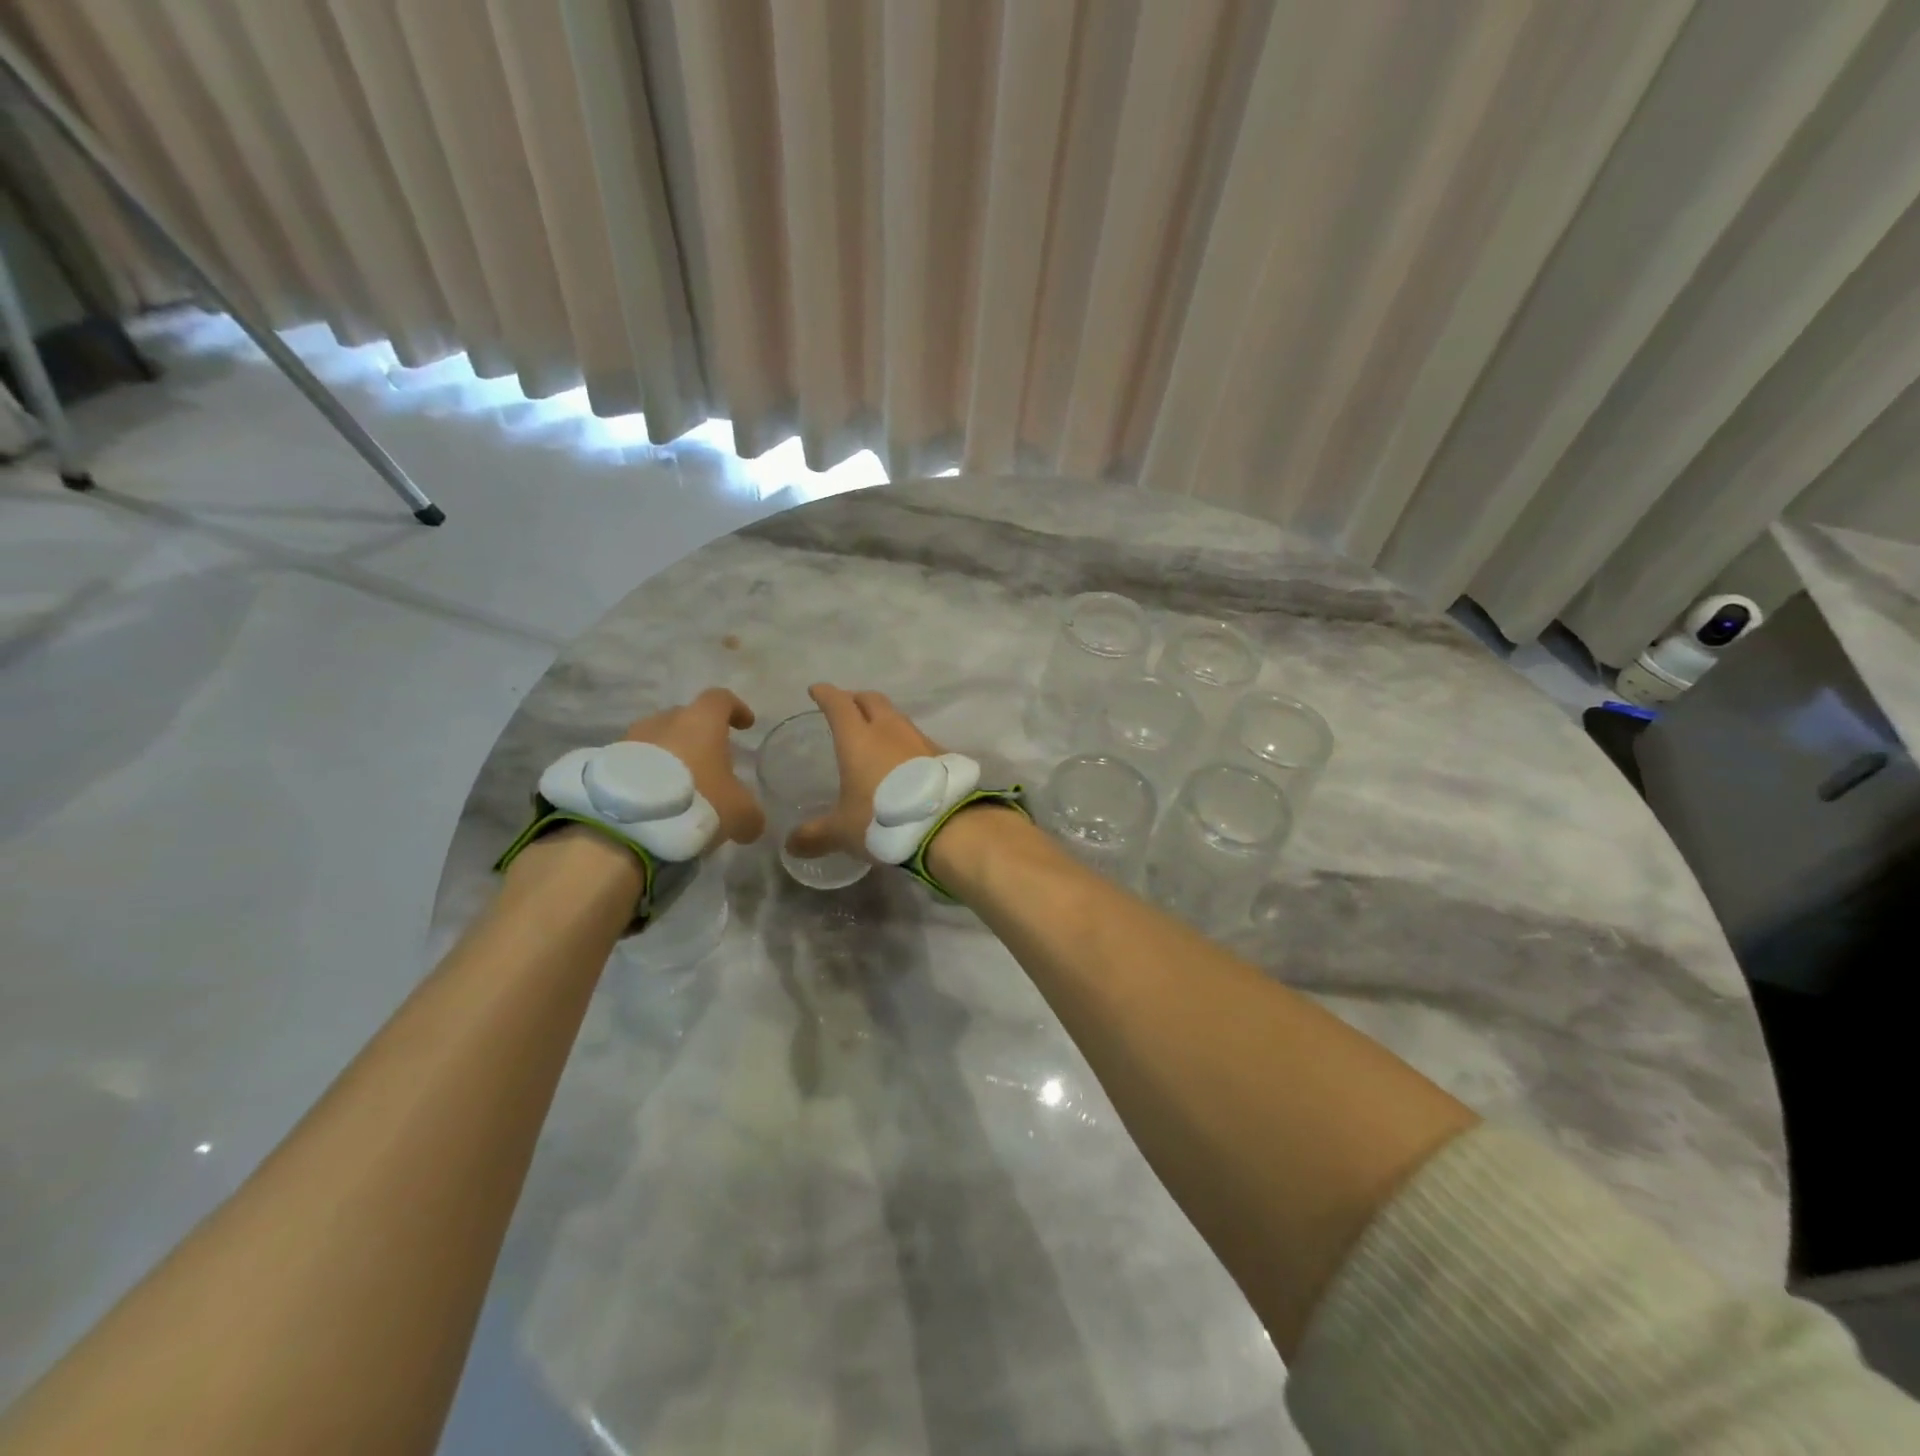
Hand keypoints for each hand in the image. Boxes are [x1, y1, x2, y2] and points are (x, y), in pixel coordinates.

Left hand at [622, 688, 765, 849]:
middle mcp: (664, 721)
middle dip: (699, 737)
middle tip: (710, 763)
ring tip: (680, 787)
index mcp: (701, 722)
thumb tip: (752, 823)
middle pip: (686, 718)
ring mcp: (630, 740)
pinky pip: (634, 764)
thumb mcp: (740, 813)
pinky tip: (655, 803)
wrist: (627, 825)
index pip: (721, 700)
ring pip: (657, 741)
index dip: (736, 709)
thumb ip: (751, 813)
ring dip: (670, 758)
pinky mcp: (606, 764)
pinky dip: (646, 776)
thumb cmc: (697, 802)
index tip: (745, 725)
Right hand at [787, 683, 941, 860]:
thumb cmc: (883, 820)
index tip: (817, 690)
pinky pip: (917, 739)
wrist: (946, 826)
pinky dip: (905, 743)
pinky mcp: (943, 755)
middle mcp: (890, 730)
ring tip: (875, 734)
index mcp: (858, 738)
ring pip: (897, 717)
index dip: (826, 695)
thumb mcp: (843, 831)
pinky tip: (904, 761)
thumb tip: (792, 845)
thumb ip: (816, 835)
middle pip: (872, 700)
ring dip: (883, 719)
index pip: (838, 704)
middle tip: (846, 706)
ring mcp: (920, 739)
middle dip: (856, 699)